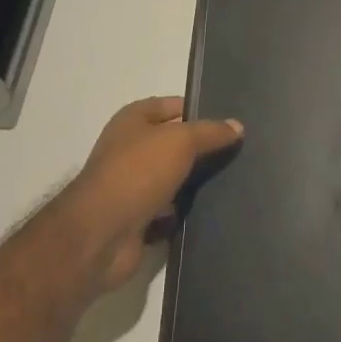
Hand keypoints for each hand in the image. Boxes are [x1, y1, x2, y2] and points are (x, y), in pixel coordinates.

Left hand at [62, 96, 243, 289]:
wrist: (102, 235)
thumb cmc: (138, 172)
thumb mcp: (180, 141)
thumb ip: (210, 132)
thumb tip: (238, 126)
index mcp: (133, 119)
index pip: (173, 106)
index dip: (199, 111)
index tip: (230, 122)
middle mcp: (130, 148)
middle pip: (174, 144)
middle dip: (201, 150)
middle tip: (238, 153)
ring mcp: (132, 185)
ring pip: (173, 178)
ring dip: (194, 184)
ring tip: (233, 182)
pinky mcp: (137, 219)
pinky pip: (168, 211)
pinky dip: (184, 213)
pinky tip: (212, 212)